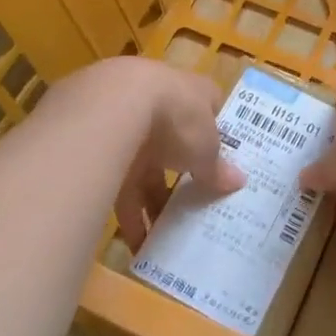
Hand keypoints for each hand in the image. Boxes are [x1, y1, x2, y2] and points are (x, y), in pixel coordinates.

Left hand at [52, 58, 244, 251]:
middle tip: (192, 210)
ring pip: (142, 168)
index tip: (223, 161)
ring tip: (163, 240)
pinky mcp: (96, 146)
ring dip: (150, 203)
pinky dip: (126, 214)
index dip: (215, 132)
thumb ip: (218, 166)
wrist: (110, 108)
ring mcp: (125, 122)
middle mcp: (156, 102)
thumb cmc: (176, 117)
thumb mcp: (207, 147)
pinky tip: (134, 244)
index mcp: (189, 92)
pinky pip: (116, 184)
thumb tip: (238, 181)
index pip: (207, 107)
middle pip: (172, 143)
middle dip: (179, 178)